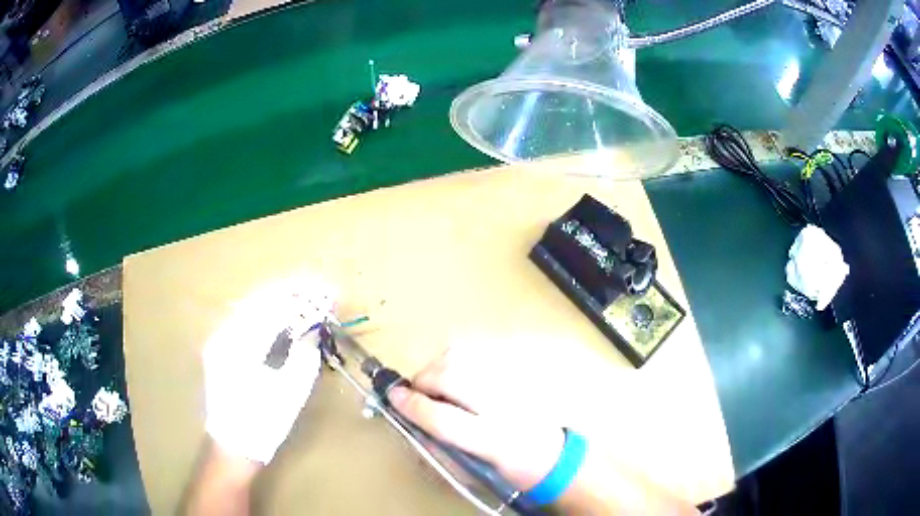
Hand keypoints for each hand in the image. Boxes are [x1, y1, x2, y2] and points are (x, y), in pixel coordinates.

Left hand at [202, 273, 336, 463]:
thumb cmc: (264, 422)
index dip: (304, 297)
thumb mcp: (290, 392)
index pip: (274, 307)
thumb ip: (303, 355)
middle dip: (293, 293)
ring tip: (308, 299)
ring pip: (253, 307)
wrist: (234, 445)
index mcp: (239, 344)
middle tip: (321, 292)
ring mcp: (220, 339)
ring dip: (282, 301)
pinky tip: (285, 316)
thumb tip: (313, 329)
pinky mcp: (223, 347)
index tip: (328, 292)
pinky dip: (269, 315)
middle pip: (261, 300)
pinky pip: (247, 321)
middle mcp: (224, 333)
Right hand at [386, 344, 564, 491]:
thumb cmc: (507, 469)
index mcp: (494, 442)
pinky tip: (456, 375)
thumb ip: (438, 447)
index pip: (445, 420)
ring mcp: (513, 384)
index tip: (393, 398)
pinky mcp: (517, 371)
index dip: (413, 406)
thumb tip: (410, 423)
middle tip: (415, 393)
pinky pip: (476, 351)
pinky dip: (456, 359)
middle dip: (423, 380)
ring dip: (437, 367)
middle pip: (452, 375)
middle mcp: (505, 407)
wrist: (552, 455)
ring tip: (435, 384)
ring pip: (462, 355)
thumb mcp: (471, 470)